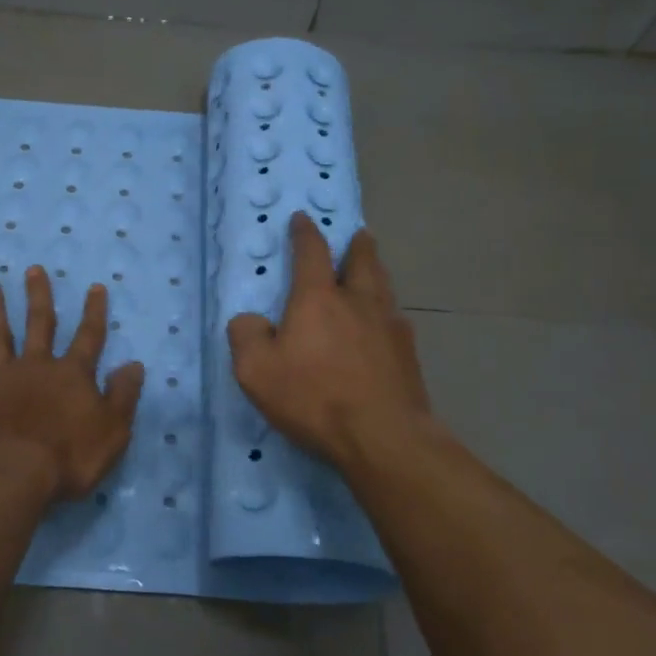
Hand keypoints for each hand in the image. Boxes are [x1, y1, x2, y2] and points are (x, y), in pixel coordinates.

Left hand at [0, 267, 145, 501]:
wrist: (13, 476)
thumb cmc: (69, 457)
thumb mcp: (113, 430)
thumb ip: (123, 395)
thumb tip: (134, 364)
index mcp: (72, 375)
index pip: (89, 336)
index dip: (94, 312)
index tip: (95, 286)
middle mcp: (36, 367)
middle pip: (39, 324)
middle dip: (39, 296)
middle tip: (34, 269)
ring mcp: (1, 379)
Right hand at [227, 212, 431, 471]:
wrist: (383, 436)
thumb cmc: (313, 397)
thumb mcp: (256, 370)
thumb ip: (246, 335)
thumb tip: (251, 320)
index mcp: (318, 299)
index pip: (312, 252)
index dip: (305, 232)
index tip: (302, 219)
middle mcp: (358, 302)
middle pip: (362, 261)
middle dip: (357, 245)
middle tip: (358, 235)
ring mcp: (389, 326)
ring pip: (384, 287)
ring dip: (376, 272)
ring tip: (373, 271)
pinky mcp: (408, 354)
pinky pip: (396, 320)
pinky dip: (387, 312)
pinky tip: (385, 325)